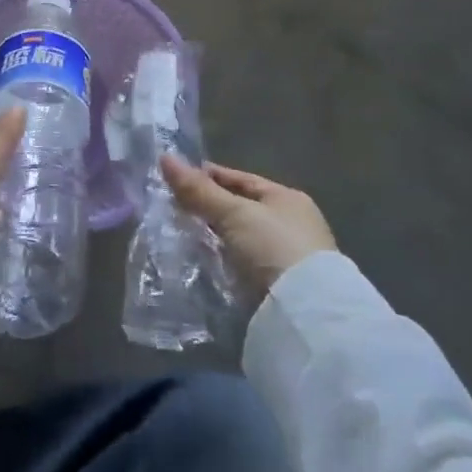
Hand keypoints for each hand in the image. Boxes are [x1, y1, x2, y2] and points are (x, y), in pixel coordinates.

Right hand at [161, 157, 337, 293]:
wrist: (306, 313)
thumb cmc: (273, 247)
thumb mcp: (233, 213)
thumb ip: (199, 190)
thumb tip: (165, 158)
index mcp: (287, 198)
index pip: (241, 179)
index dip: (209, 176)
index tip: (177, 179)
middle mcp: (291, 224)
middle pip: (240, 209)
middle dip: (208, 208)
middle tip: (173, 207)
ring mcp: (286, 256)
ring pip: (239, 238)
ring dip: (214, 236)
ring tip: (180, 234)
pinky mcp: (279, 286)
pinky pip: (242, 263)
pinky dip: (223, 260)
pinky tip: (201, 260)